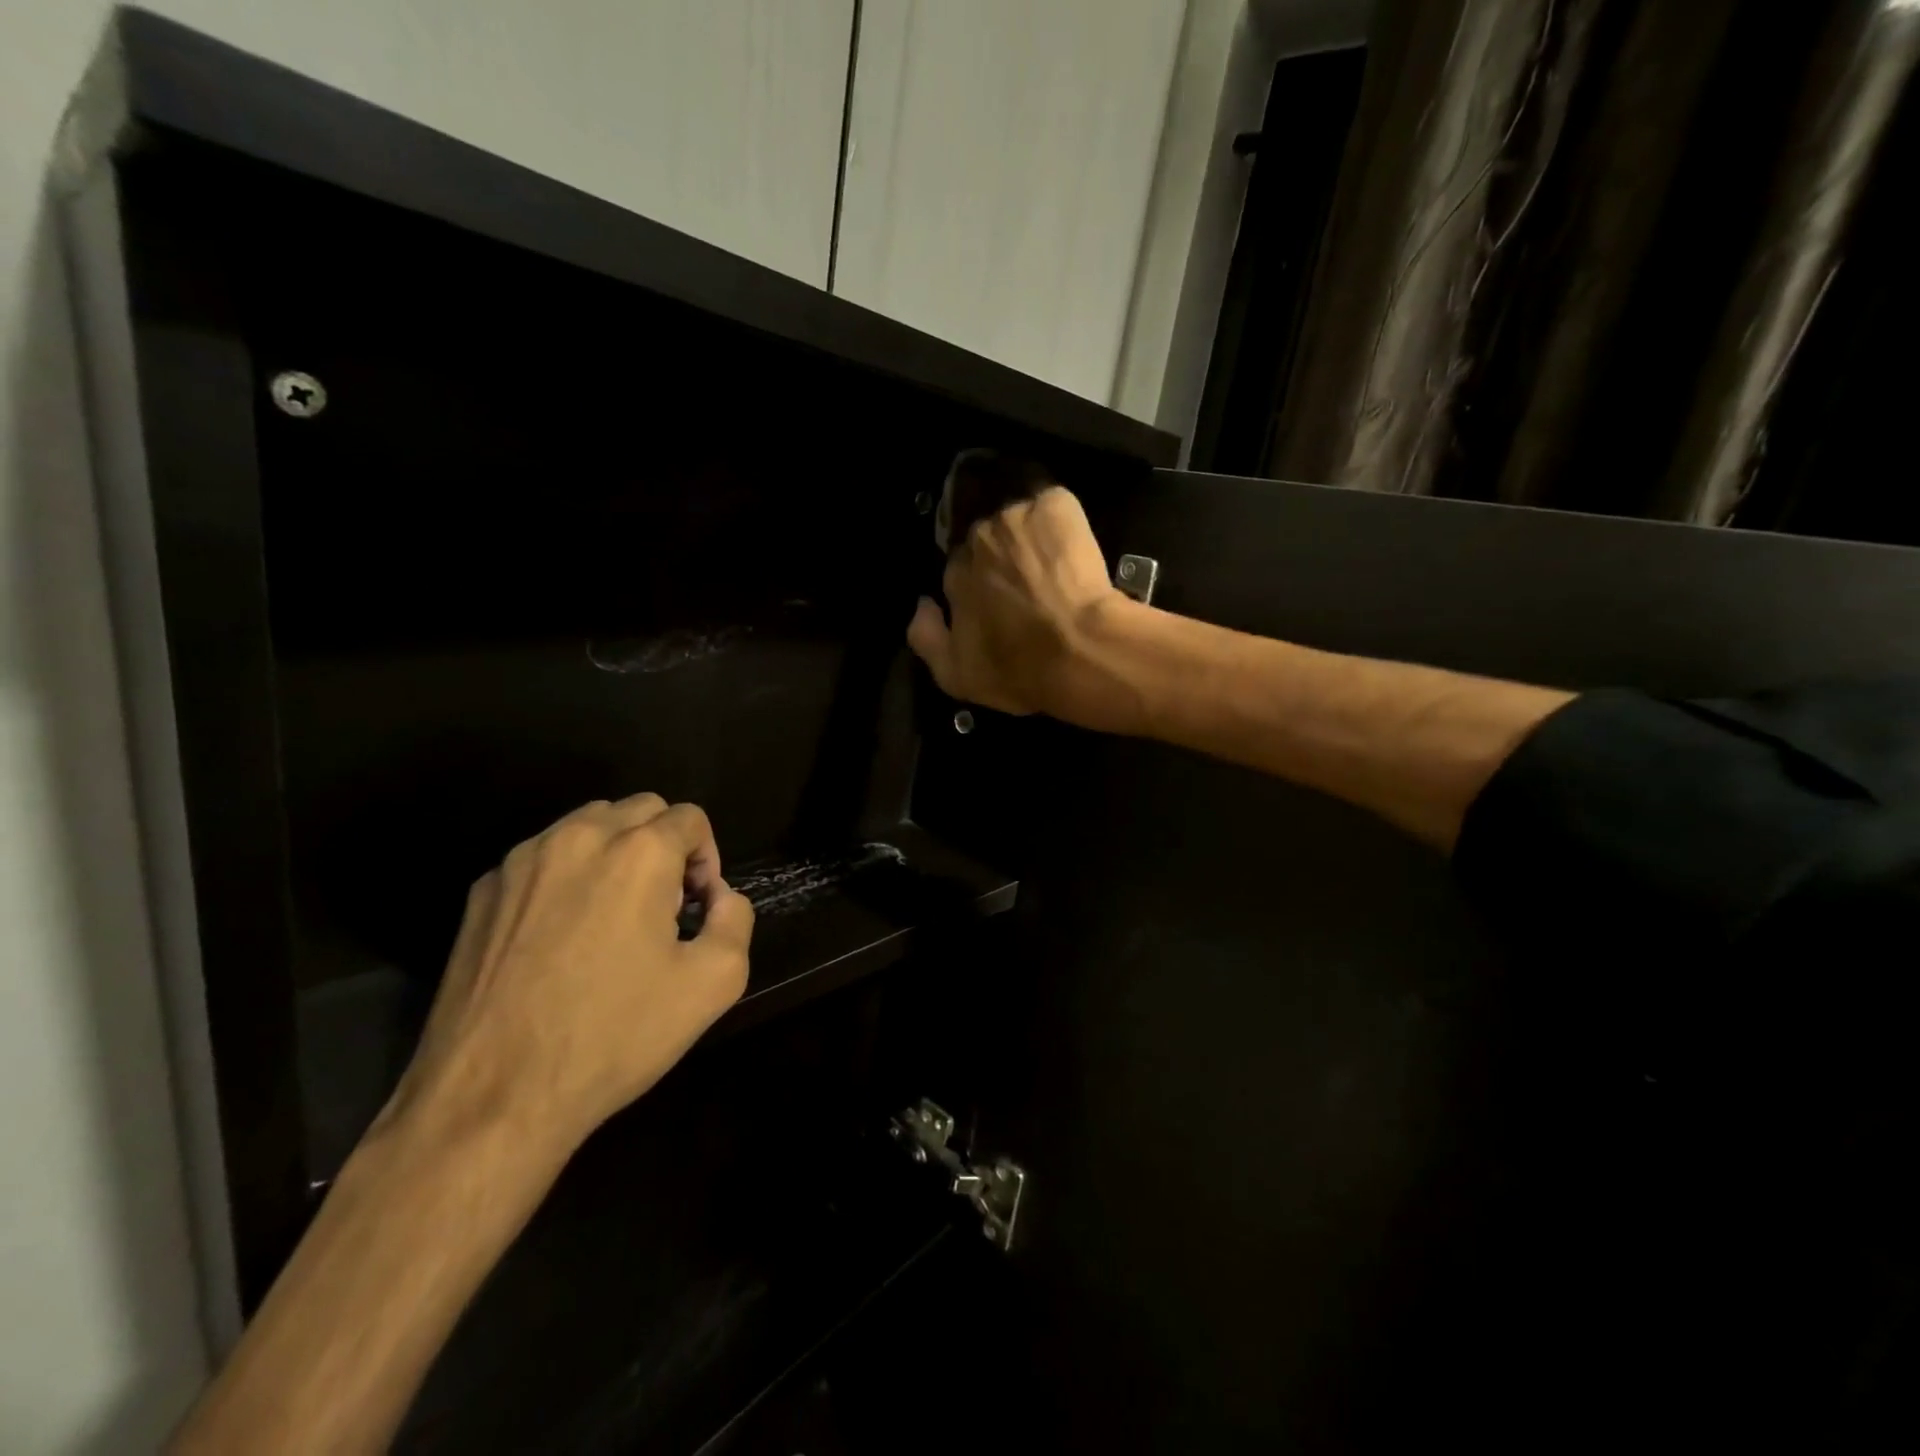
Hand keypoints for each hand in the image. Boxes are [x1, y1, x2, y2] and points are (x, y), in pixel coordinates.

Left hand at [386, 794, 753, 1155]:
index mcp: (638, 853)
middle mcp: (578, 839)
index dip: (707, 859)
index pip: (690, 819)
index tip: (696, 908)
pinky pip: (543, 858)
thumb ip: (736, 919)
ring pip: (588, 825)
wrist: (492, 1099)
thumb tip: (719, 897)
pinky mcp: (482, 892)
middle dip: (665, 845)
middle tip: (663, 907)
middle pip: (640, 809)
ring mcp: (521, 862)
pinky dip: (568, 875)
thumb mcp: (713, 983)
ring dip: (616, 852)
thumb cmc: (614, 1036)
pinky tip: (562, 937)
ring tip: (613, 916)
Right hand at [907, 485, 1122, 718]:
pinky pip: (1052, 506)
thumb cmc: (1018, 670)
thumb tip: (922, 603)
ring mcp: (1016, 516)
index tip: (998, 602)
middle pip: (986, 540)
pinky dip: (1060, 522)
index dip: (979, 585)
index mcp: (954, 574)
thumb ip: (924, 637)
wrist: (1081, 650)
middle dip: (1002, 557)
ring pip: (1018, 519)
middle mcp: (978, 538)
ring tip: (1052, 563)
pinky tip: (1073, 548)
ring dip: (1029, 536)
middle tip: (1028, 584)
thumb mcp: (955, 676)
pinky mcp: (1055, 505)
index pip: (959, 568)